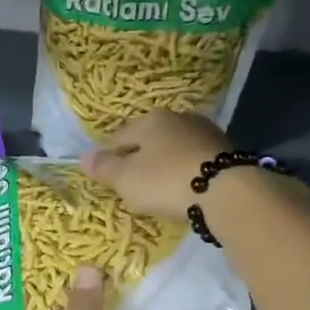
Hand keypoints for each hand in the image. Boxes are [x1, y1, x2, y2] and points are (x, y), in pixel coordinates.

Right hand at [79, 111, 225, 220]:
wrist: (225, 191)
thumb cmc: (165, 181)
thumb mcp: (126, 179)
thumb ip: (105, 168)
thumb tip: (83, 158)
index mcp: (150, 120)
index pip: (118, 137)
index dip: (107, 156)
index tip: (103, 177)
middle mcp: (178, 118)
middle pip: (148, 140)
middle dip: (138, 159)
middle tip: (130, 185)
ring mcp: (204, 133)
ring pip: (173, 149)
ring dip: (163, 166)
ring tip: (157, 189)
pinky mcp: (225, 152)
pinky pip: (193, 162)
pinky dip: (183, 173)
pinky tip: (182, 189)